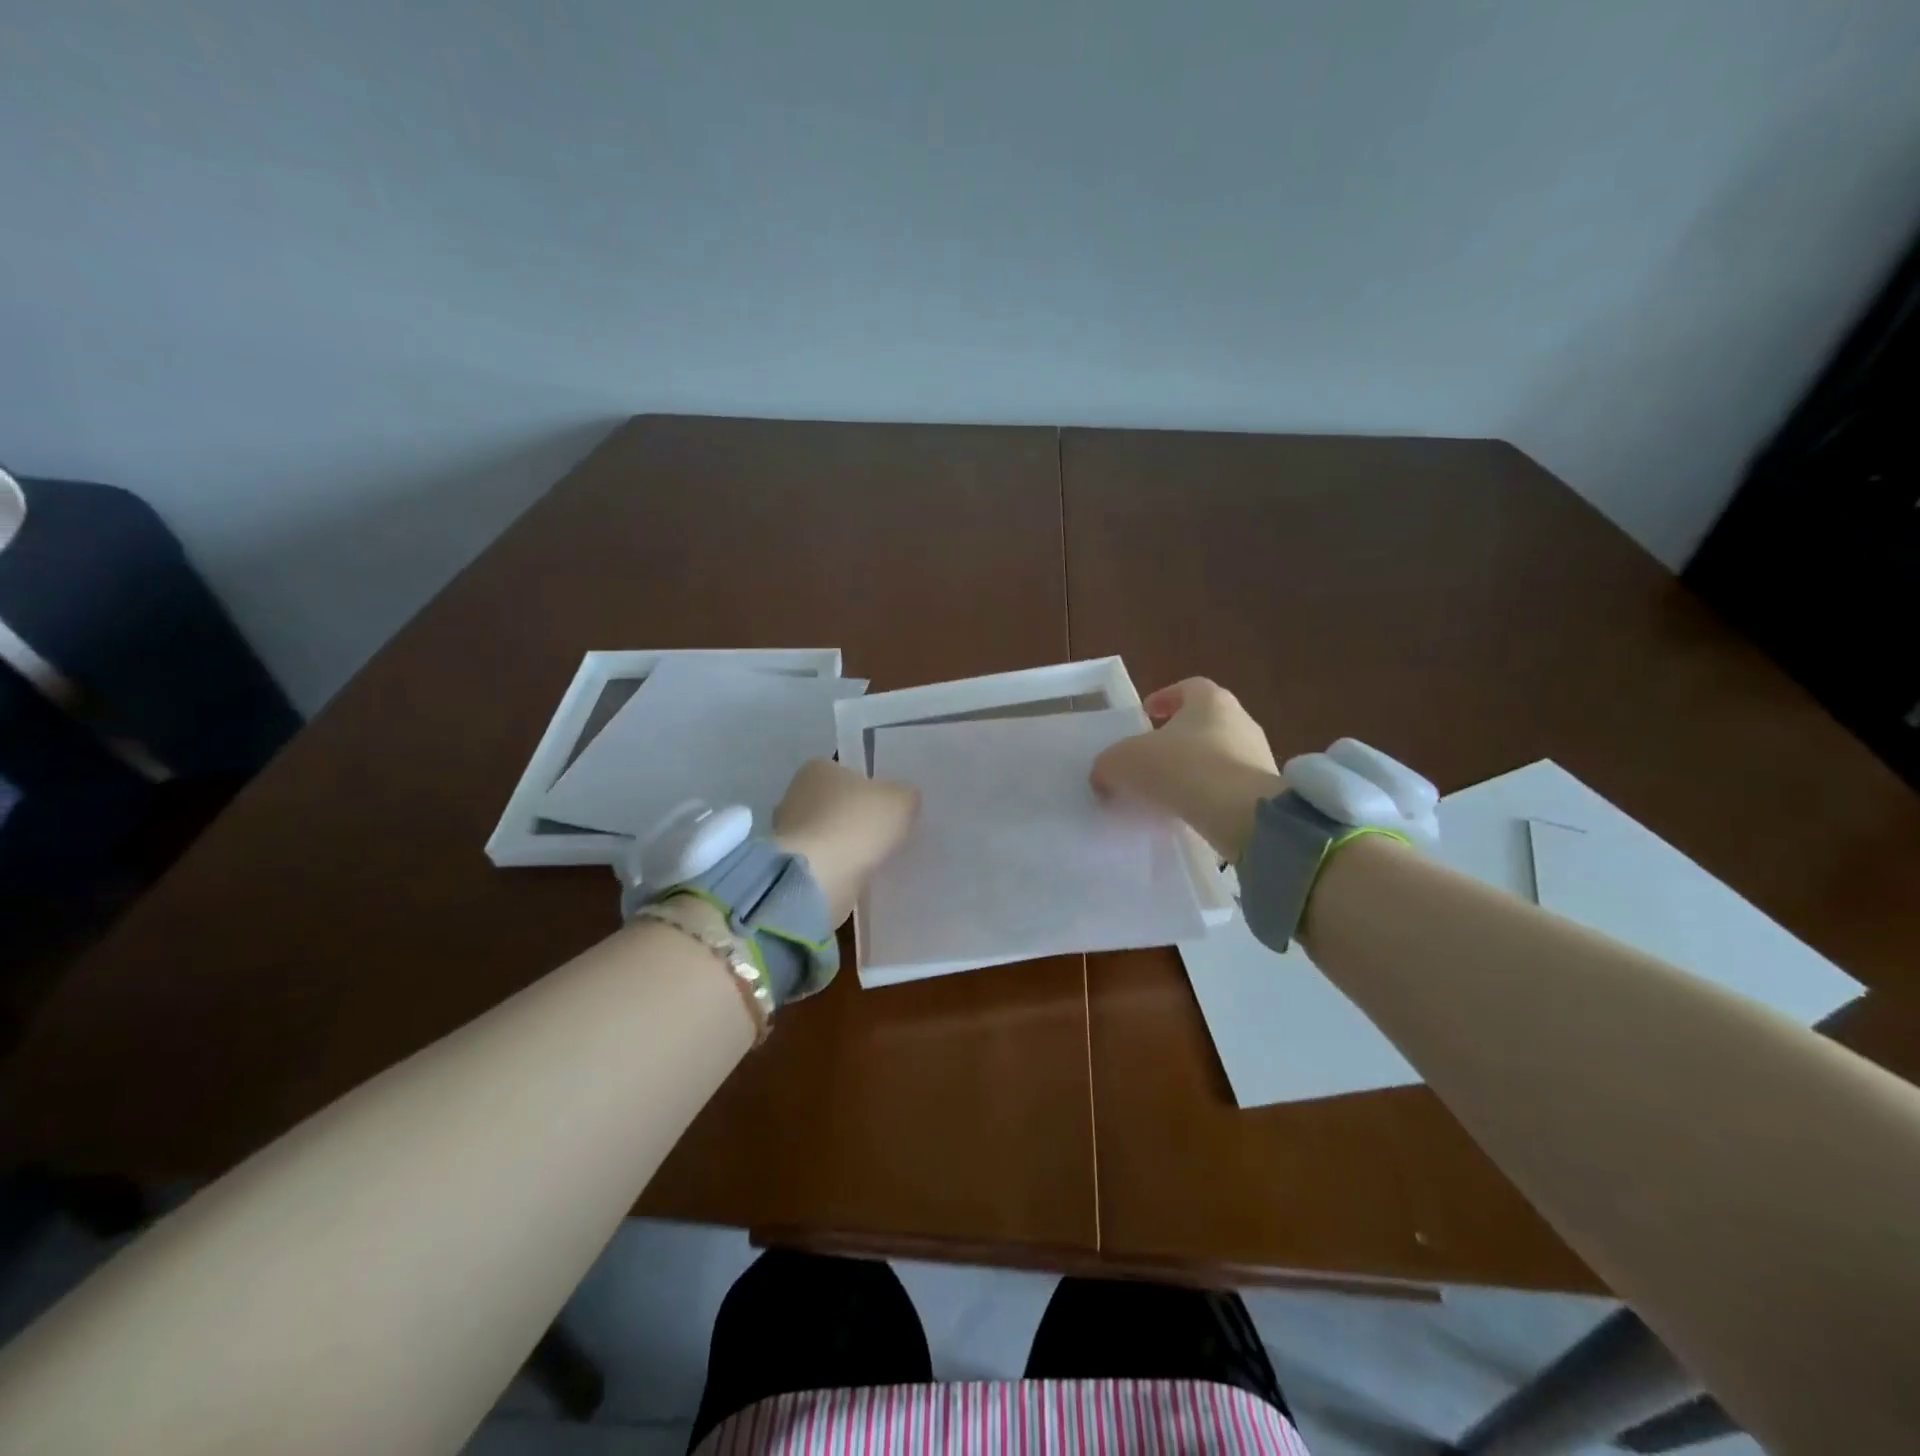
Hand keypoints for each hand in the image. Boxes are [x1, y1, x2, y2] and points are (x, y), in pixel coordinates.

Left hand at [772, 760, 920, 924]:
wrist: (816, 879)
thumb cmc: (855, 825)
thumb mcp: (900, 801)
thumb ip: (905, 796)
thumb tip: (903, 801)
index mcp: (817, 769)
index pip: (848, 773)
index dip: (871, 790)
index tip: (889, 809)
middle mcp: (796, 795)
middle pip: (838, 805)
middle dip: (857, 820)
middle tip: (886, 835)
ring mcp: (789, 834)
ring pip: (830, 836)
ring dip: (848, 847)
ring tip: (876, 860)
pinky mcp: (790, 867)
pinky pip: (823, 863)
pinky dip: (839, 869)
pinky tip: (858, 878)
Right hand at [1091, 678, 1284, 859]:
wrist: (1241, 813)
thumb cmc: (1182, 767)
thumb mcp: (1125, 762)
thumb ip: (1108, 766)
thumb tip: (1102, 778)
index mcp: (1210, 700)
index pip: (1188, 687)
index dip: (1165, 698)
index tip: (1146, 714)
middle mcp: (1240, 720)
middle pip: (1205, 721)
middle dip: (1179, 736)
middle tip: (1153, 756)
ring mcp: (1258, 755)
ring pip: (1220, 754)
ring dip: (1196, 767)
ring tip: (1170, 789)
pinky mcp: (1265, 790)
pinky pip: (1232, 786)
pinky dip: (1211, 794)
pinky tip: (1192, 810)